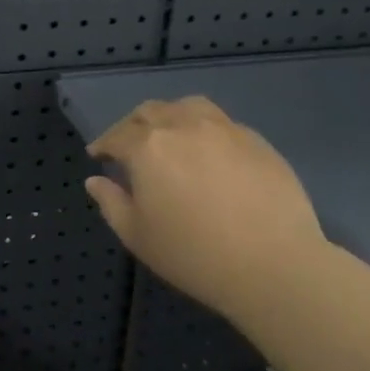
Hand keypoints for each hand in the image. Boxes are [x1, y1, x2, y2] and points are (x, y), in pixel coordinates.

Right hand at [85, 96, 327, 328]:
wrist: (273, 263)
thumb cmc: (194, 255)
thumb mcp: (138, 237)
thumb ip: (111, 203)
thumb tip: (96, 181)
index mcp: (148, 147)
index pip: (116, 136)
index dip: (103, 144)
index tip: (98, 155)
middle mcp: (183, 126)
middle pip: (150, 112)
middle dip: (133, 125)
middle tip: (129, 145)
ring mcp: (223, 128)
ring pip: (187, 107)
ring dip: (170, 117)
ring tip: (170, 136)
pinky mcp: (255, 139)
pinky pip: (221, 123)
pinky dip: (204, 130)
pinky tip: (209, 153)